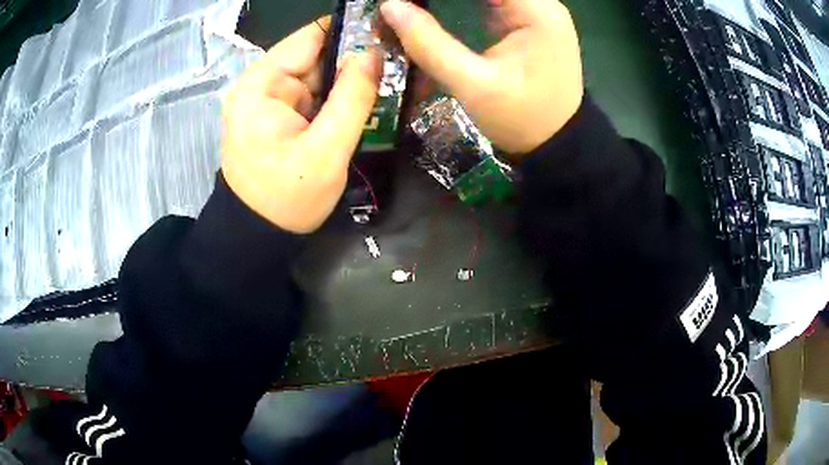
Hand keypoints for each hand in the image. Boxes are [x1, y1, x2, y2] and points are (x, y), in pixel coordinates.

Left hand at [221, 18, 380, 233]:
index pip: (313, 36)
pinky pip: (316, 95)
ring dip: (352, 81)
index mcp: (263, 83)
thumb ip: (353, 97)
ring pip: (320, 76)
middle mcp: (262, 83)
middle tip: (401, 65)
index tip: (391, 34)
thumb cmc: (287, 198)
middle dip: (357, 60)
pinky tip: (367, 103)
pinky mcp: (279, 114)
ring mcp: (270, 99)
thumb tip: (374, 53)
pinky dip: (339, 99)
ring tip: (391, 85)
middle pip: (318, 55)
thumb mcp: (326, 150)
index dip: (353, 30)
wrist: (257, 235)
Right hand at [381, 0, 582, 154]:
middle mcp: (542, 2)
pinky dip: (464, 1)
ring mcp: (537, 11)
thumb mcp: (472, 84)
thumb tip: (390, 7)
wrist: (558, 144)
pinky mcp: (528, 22)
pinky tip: (437, 6)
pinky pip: (493, 0)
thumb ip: (428, 43)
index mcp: (536, 10)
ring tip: (418, 5)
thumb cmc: (522, 119)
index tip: (406, 1)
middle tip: (409, 4)